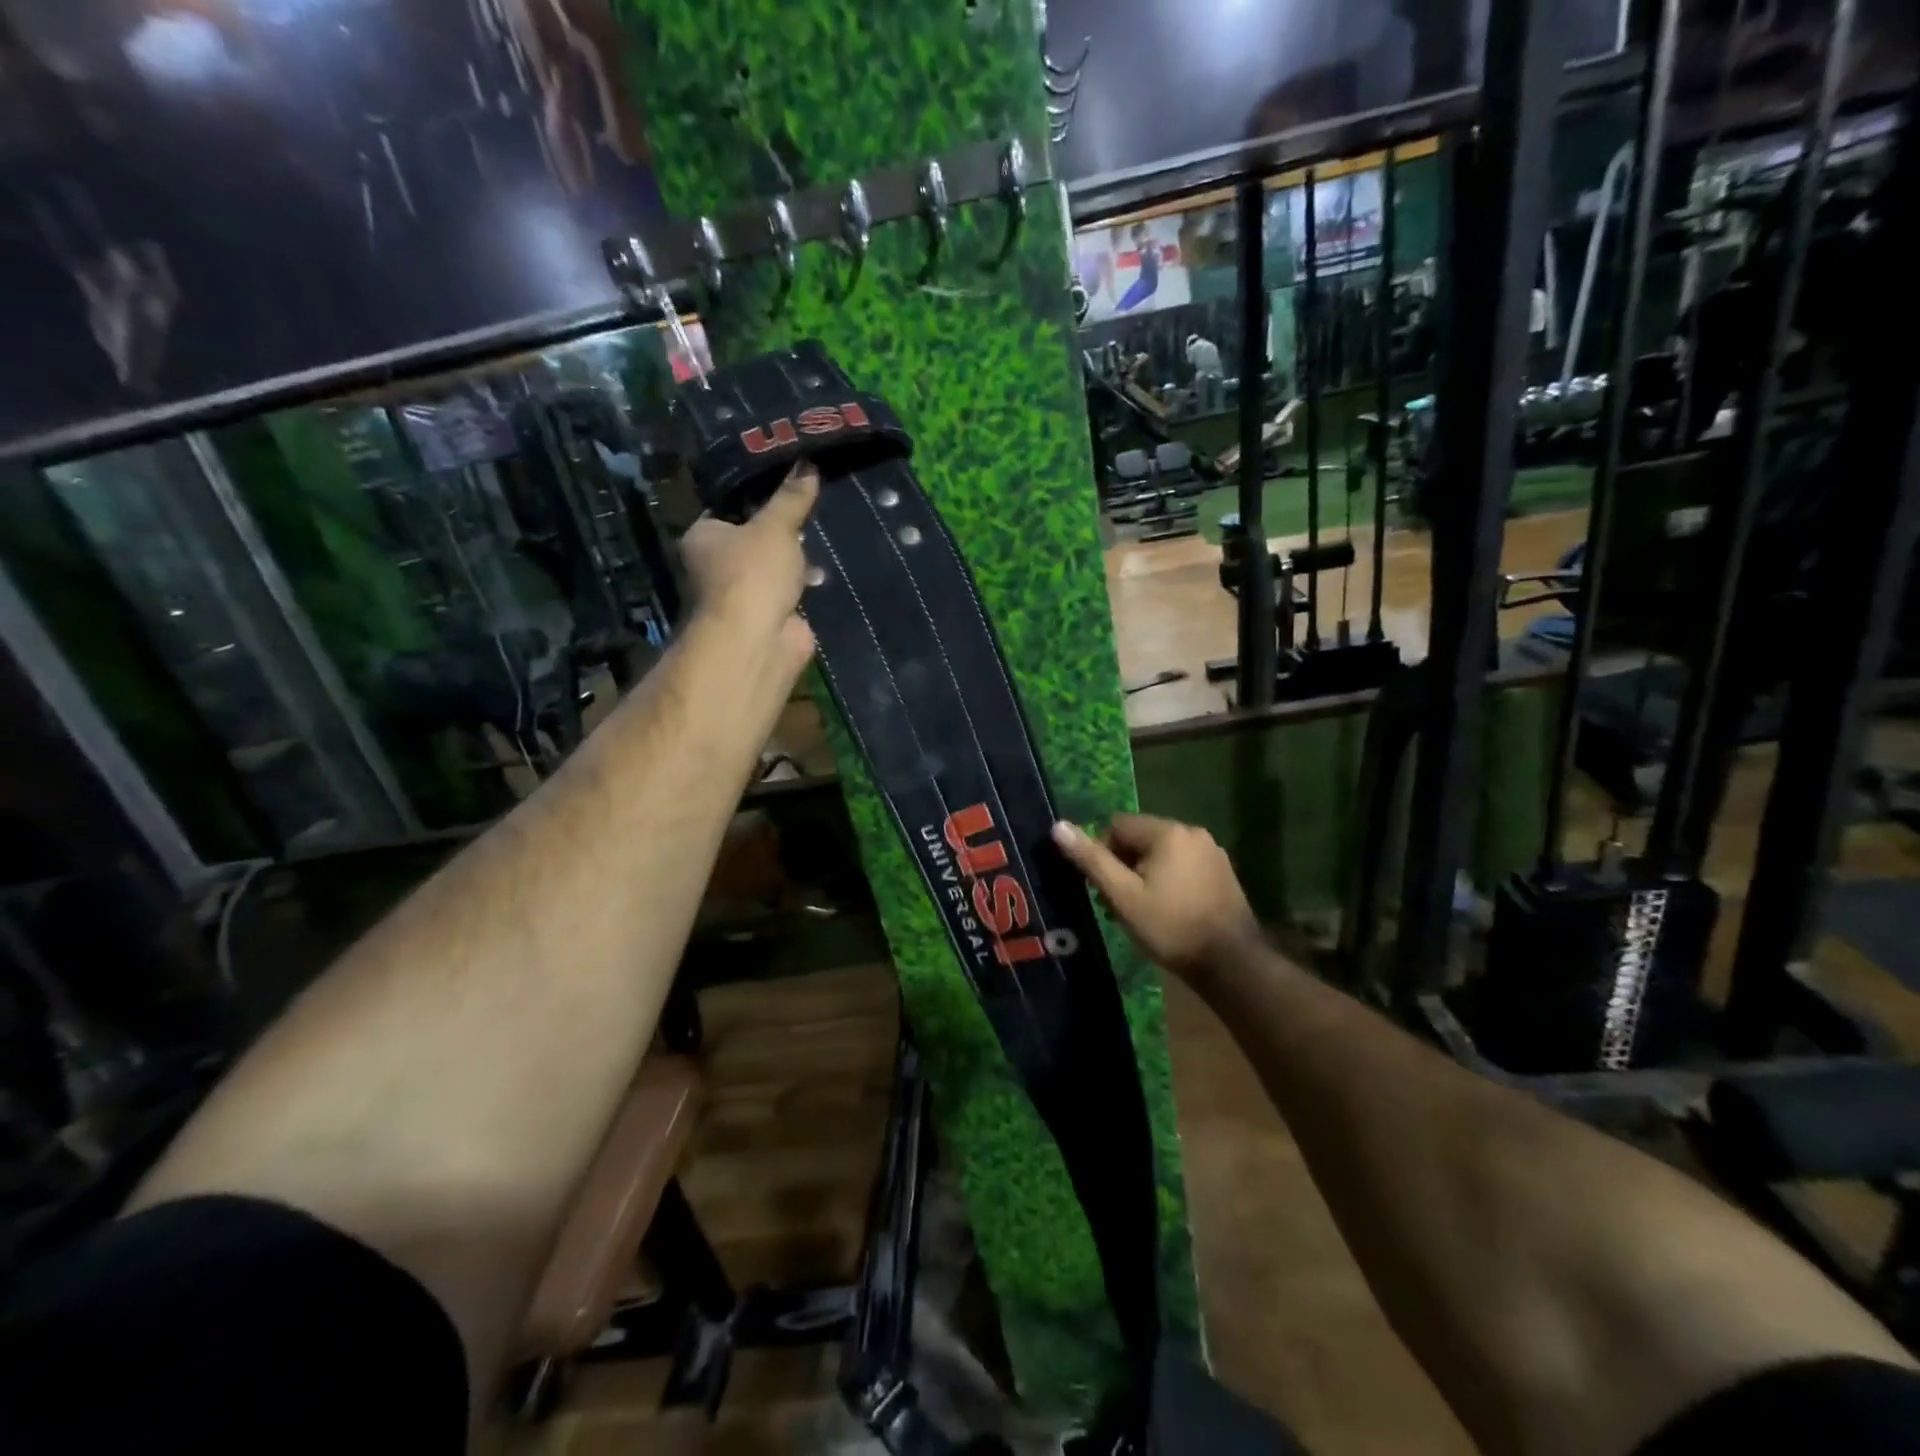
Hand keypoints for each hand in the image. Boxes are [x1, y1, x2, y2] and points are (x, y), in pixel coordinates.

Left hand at [680, 463, 818, 676]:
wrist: (757, 640)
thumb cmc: (753, 573)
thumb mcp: (776, 526)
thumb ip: (791, 498)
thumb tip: (807, 465)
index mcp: (703, 537)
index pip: (728, 510)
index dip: (756, 498)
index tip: (786, 486)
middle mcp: (714, 567)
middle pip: (751, 541)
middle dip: (779, 533)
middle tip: (809, 513)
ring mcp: (741, 596)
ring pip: (770, 570)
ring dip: (793, 563)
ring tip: (822, 542)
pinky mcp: (766, 620)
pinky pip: (787, 595)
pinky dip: (802, 588)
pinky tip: (822, 576)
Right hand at [1051, 813, 1259, 983]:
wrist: (1231, 963)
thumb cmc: (1171, 927)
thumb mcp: (1123, 896)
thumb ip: (1091, 860)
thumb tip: (1058, 826)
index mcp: (1168, 832)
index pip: (1117, 825)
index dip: (1103, 854)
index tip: (1105, 888)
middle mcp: (1192, 831)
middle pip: (1140, 837)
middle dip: (1123, 864)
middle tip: (1119, 903)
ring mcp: (1212, 851)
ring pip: (1161, 852)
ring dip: (1144, 873)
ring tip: (1142, 910)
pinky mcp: (1222, 871)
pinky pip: (1182, 864)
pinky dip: (1168, 879)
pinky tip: (1169, 909)